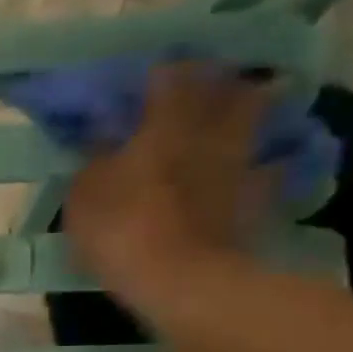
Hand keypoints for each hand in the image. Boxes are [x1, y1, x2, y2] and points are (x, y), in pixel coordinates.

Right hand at [63, 63, 274, 317]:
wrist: (180, 280)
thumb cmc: (121, 228)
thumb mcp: (84, 193)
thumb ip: (94, 157)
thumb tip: (101, 132)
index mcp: (166, 120)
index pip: (170, 73)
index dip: (160, 71)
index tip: (147, 78)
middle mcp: (211, 129)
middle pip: (228, 87)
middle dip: (215, 83)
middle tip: (197, 91)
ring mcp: (241, 161)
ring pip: (255, 119)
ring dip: (245, 113)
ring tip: (228, 121)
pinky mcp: (259, 197)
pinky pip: (268, 168)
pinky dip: (262, 164)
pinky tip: (253, 170)